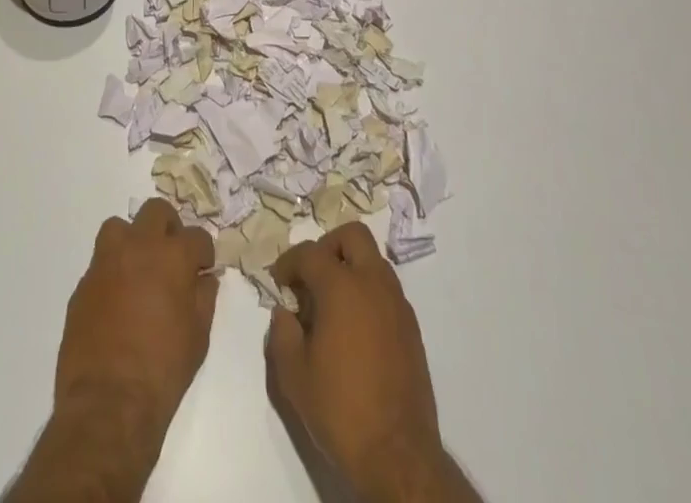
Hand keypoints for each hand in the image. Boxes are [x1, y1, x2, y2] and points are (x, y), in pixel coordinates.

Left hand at [53, 198, 218, 437]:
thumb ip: (204, 298)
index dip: (203, 253)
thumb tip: (204, 278)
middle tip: (171, 256)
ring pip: (119, 227)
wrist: (108, 404)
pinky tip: (117, 301)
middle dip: (169, 228)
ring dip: (132, 240)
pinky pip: (100, 263)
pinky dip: (112, 272)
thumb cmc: (163, 370)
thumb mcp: (198, 337)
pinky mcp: (83, 284)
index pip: (197, 236)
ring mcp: (106, 262)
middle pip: (156, 212)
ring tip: (139, 269)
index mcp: (172, 256)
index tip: (202, 270)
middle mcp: (138, 247)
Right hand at [267, 223, 476, 502]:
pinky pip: (386, 289)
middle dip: (328, 247)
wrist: (398, 454)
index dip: (288, 262)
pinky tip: (355, 329)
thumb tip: (285, 312)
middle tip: (312, 278)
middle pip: (352, 236)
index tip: (279, 282)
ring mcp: (397, 303)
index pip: (309, 253)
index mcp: (341, 286)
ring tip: (332, 306)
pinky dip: (367, 292)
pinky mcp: (411, 326)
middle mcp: (373, 282)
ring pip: (373, 260)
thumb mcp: (294, 376)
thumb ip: (282, 334)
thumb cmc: (340, 409)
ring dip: (350, 268)